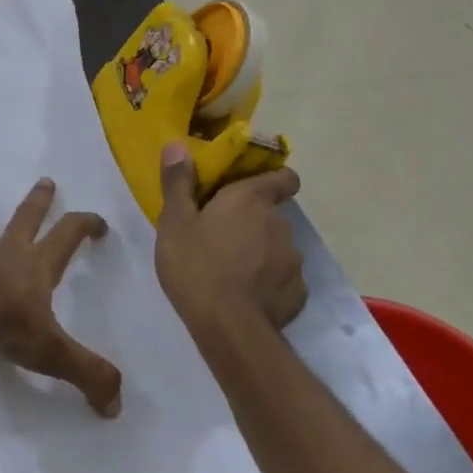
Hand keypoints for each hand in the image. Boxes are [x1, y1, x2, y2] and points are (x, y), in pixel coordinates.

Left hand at [0, 178, 121, 416]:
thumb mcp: (54, 354)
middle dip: (38, 201)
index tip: (98, 222)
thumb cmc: (5, 328)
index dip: (86, 225)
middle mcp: (4, 254)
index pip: (68, 237)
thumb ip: (88, 375)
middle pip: (26, 219)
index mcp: (36, 268)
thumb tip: (116, 405)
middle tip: (45, 180)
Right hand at [155, 144, 306, 330]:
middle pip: (273, 215)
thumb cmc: (196, 266)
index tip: (253, 190)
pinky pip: (284, 281)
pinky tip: (248, 297)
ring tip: (234, 272)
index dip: (274, 180)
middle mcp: (280, 224)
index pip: (284, 178)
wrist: (228, 327)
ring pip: (279, 249)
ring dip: (262, 254)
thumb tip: (177, 145)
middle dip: (254, 223)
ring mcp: (293, 260)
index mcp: (251, 200)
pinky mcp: (298, 293)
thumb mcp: (175, 222)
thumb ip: (178, 183)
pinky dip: (270, 284)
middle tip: (223, 238)